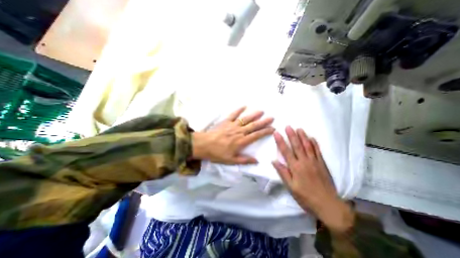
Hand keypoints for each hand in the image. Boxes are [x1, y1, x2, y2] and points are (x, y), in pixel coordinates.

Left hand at [192, 107, 273, 163]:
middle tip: (271, 118)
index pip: (256, 135)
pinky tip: (244, 106)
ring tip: (262, 111)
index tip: (272, 128)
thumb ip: (244, 160)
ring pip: (246, 119)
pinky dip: (239, 110)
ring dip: (254, 115)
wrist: (204, 145)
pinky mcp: (226, 121)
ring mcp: (233, 125)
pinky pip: (234, 114)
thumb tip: (256, 161)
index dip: (265, 132)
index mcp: (241, 141)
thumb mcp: (231, 160)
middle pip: (254, 126)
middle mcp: (239, 132)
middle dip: (263, 122)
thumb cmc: (217, 153)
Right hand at [270, 127, 352, 233]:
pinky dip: (314, 144)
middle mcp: (305, 162)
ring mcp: (315, 162)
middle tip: (288, 126)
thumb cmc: (306, 197)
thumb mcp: (291, 187)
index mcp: (295, 168)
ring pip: (308, 146)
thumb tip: (274, 161)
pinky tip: (312, 138)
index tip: (277, 133)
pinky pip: (318, 151)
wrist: (329, 205)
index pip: (286, 151)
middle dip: (292, 135)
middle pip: (297, 146)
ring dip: (303, 136)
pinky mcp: (322, 164)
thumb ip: (283, 173)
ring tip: (299, 129)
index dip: (280, 141)